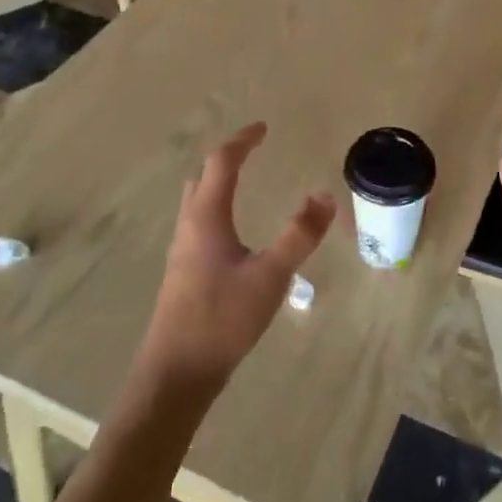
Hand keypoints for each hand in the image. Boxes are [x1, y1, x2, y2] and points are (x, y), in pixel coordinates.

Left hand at [139, 122, 335, 397]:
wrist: (177, 372)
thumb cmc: (222, 319)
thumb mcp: (270, 276)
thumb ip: (299, 235)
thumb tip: (324, 195)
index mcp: (207, 217)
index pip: (221, 162)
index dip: (242, 141)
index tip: (264, 128)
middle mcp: (189, 226)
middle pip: (203, 177)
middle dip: (227, 158)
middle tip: (253, 151)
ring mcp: (182, 250)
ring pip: (197, 201)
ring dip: (219, 183)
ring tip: (244, 182)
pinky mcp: (183, 272)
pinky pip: (199, 223)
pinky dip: (217, 208)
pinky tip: (234, 233)